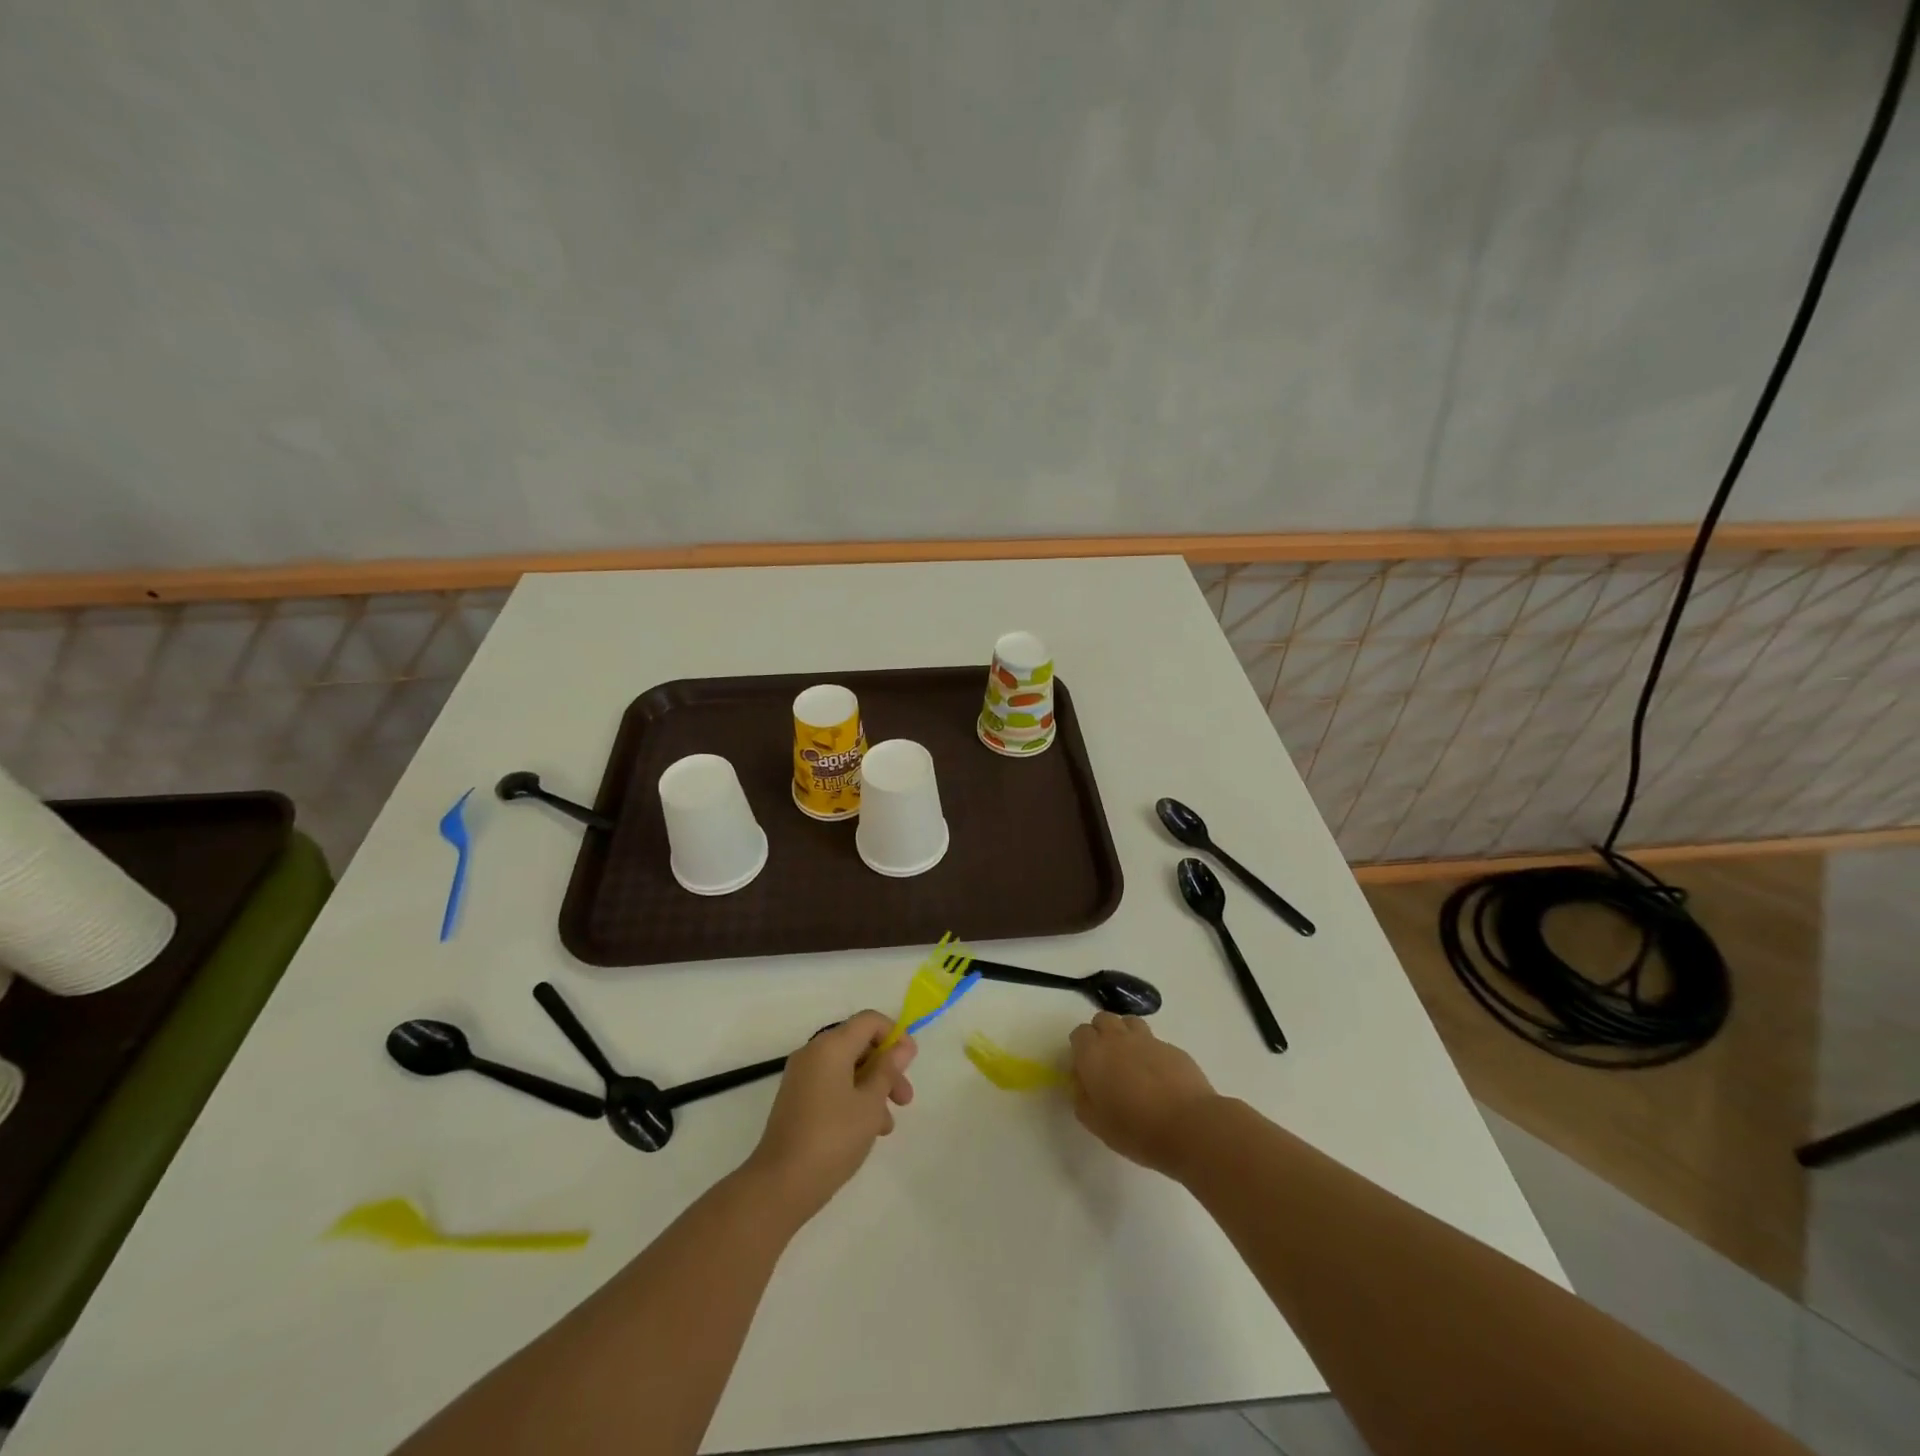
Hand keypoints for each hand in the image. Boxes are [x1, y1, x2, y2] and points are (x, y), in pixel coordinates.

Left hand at [745, 1011, 916, 1219]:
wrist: (780, 1185)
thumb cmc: (833, 1138)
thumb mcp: (870, 1104)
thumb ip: (888, 1070)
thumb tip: (901, 1046)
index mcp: (831, 1046)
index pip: (869, 1020)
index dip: (895, 1035)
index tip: (910, 1063)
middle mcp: (813, 1053)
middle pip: (859, 1044)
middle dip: (886, 1067)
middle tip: (905, 1099)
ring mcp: (802, 1076)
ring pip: (847, 1068)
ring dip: (872, 1087)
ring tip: (886, 1124)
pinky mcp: (797, 1099)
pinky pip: (832, 1085)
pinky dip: (853, 1097)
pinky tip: (867, 1130)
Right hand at [1069, 1012, 1218, 1175]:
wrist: (1189, 1126)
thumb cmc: (1136, 1129)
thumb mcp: (1096, 1123)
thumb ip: (1082, 1098)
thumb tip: (1082, 1084)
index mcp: (1094, 1054)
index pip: (1079, 1034)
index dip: (1081, 1048)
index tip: (1086, 1069)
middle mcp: (1117, 1038)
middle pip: (1103, 1019)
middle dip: (1101, 1034)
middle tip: (1107, 1062)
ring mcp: (1147, 1040)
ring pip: (1129, 1022)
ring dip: (1125, 1035)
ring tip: (1132, 1062)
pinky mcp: (1172, 1047)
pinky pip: (1154, 1041)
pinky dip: (1151, 1052)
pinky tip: (1159, 1076)